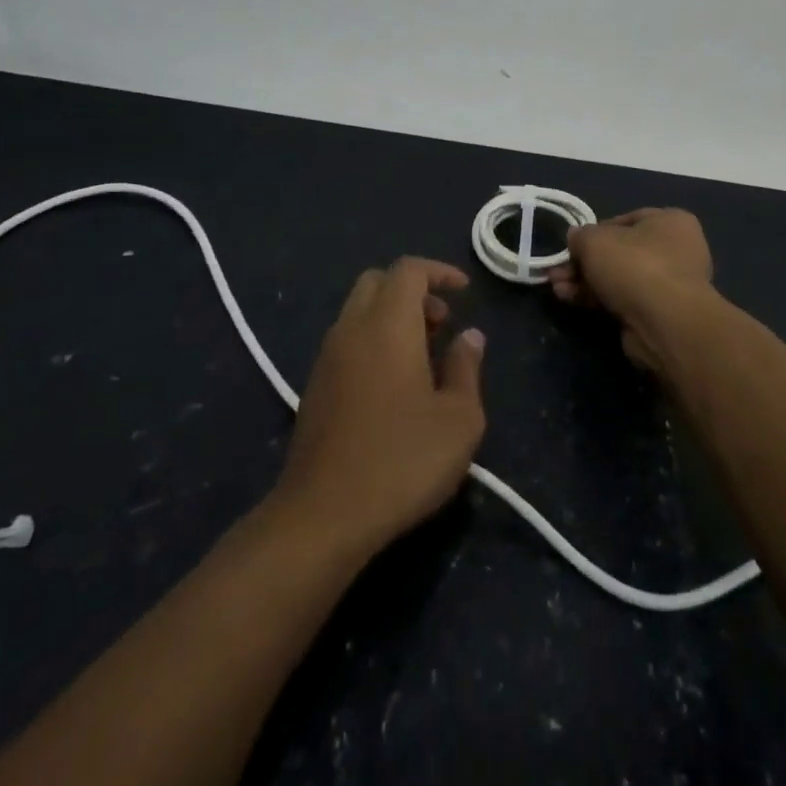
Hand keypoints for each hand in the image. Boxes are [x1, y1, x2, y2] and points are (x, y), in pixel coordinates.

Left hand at [276, 258, 486, 554]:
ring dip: (392, 316)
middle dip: (413, 290)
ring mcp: (326, 358)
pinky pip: (347, 340)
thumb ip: (466, 368)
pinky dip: (373, 339)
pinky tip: (394, 385)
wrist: (323, 515)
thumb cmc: (402, 460)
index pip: (408, 270)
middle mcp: (351, 329)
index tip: (464, 291)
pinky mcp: (315, 386)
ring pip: (358, 310)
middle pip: (377, 282)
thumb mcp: (459, 419)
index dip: (439, 271)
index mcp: (388, 325)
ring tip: (424, 356)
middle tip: (442, 322)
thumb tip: (470, 336)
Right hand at [548, 208, 713, 374]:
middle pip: (619, 252)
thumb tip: (576, 238)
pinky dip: (597, 299)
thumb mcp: (595, 240)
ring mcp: (670, 285)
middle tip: (557, 271)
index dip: (595, 231)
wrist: (664, 323)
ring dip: (585, 282)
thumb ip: (580, 236)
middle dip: (583, 262)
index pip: (626, 220)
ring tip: (557, 287)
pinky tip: (570, 300)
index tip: (573, 245)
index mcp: (671, 222)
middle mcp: (677, 250)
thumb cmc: (635, 265)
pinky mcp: (660, 315)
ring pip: (618, 278)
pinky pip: (623, 300)